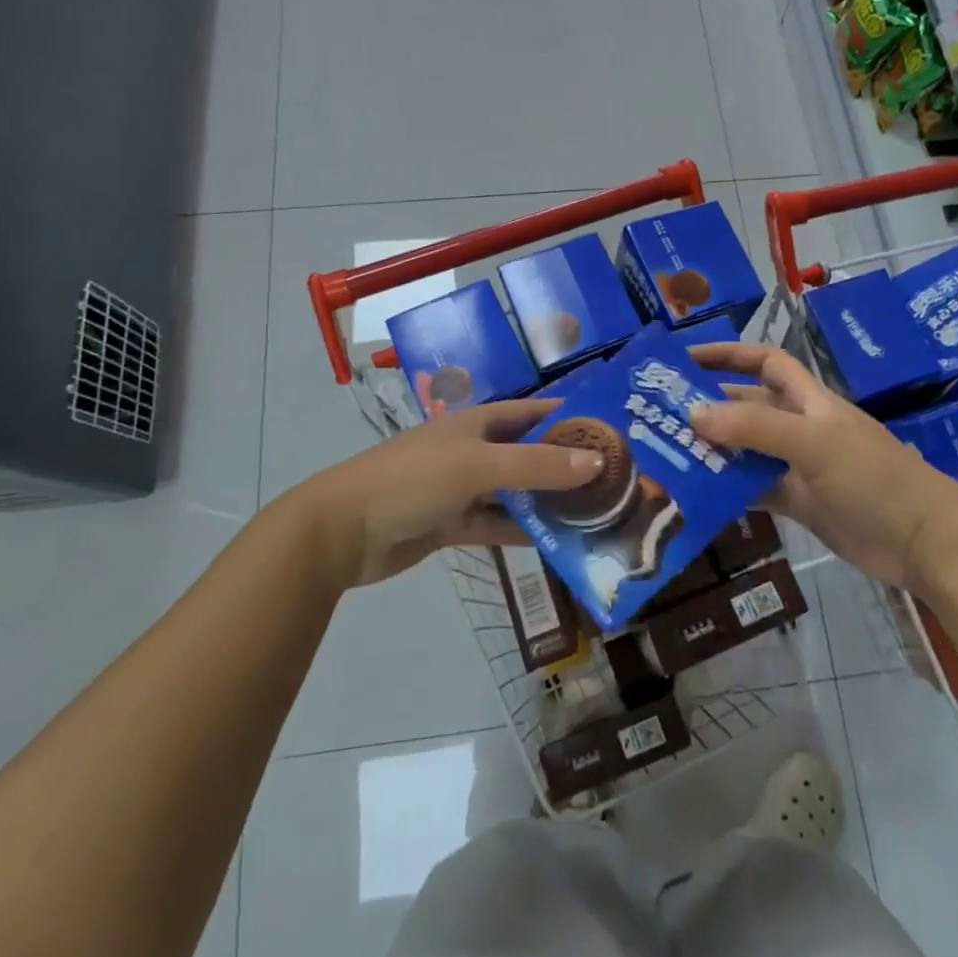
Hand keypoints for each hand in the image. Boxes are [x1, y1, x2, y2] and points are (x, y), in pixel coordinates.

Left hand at [301, 400, 603, 587]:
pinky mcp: (452, 524)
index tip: (611, 429)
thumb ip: (537, 465)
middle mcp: (474, 450)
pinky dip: (521, 533)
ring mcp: (462, 489)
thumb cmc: (414, 479)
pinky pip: (496, 525)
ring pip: (515, 493)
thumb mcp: (479, 465)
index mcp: (478, 423)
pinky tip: (556, 544)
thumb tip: (596, 462)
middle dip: (565, 464)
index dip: (568, 417)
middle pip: (528, 454)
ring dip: (547, 502)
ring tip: (595, 515)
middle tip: (614, 479)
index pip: (533, 412)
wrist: (343, 530)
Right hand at [687, 342, 957, 591]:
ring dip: (714, 451)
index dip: (727, 354)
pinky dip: (729, 490)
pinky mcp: (801, 503)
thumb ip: (754, 429)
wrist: (923, 541)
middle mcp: (800, 426)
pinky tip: (699, 496)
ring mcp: (799, 466)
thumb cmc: (872, 477)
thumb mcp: (813, 443)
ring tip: (669, 455)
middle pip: (748, 407)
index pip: (764, 362)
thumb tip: (693, 414)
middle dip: (709, 407)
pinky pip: (756, 489)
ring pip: (747, 450)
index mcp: (808, 400)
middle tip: (660, 416)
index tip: (685, 359)